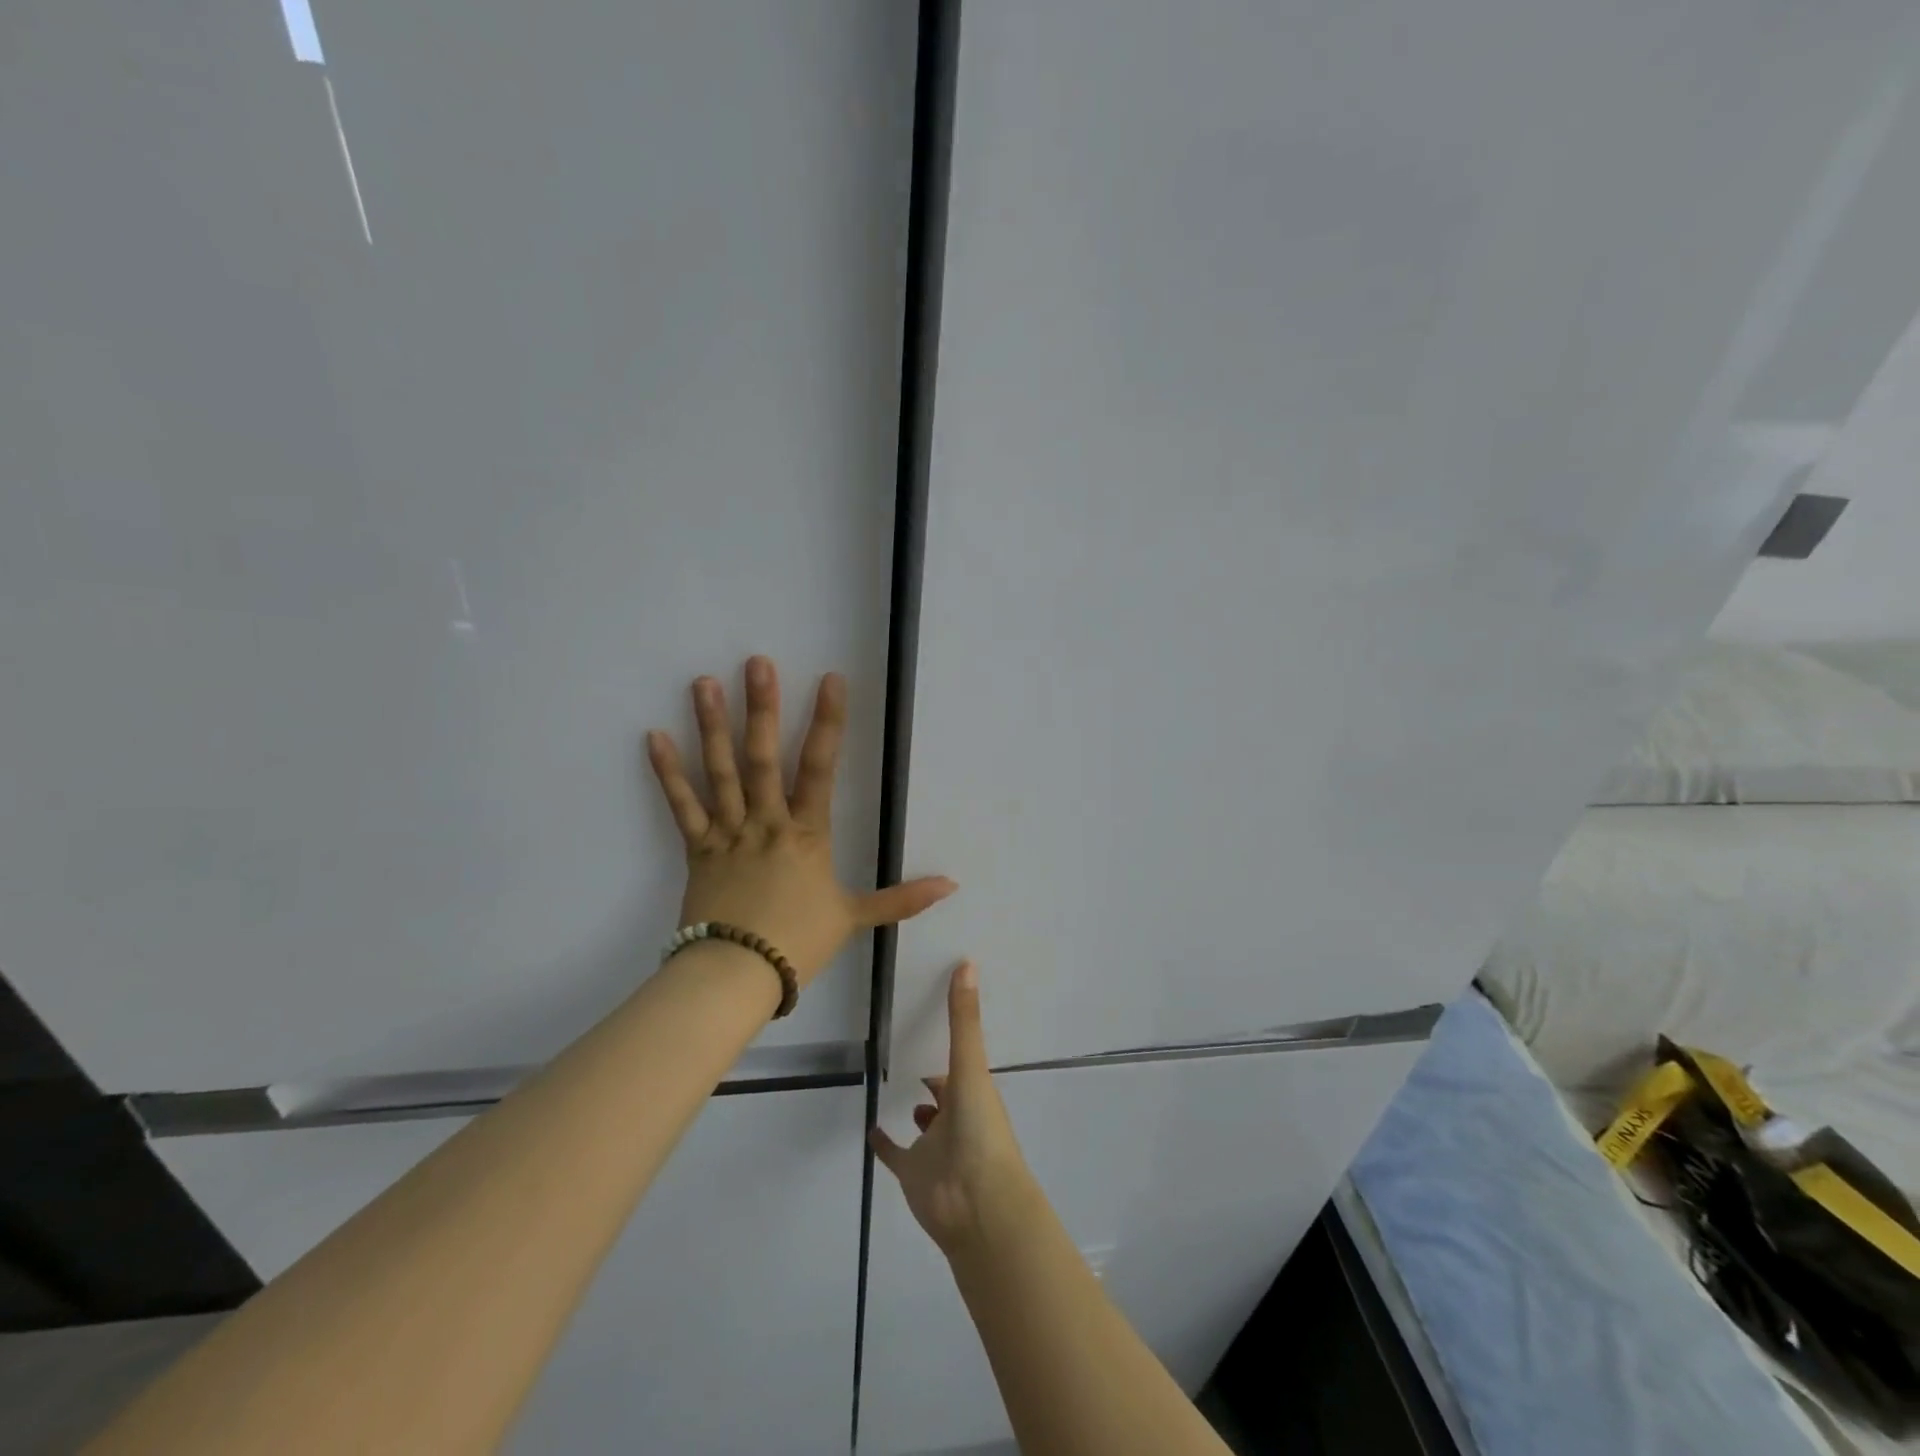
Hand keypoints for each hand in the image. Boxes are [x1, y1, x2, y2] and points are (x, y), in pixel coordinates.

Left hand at [646, 656, 954, 986]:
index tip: (830, 680)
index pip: (820, 768)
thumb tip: (951, 884)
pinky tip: (655, 736)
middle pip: (763, 758)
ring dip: (712, 726)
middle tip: (756, 663)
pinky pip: (682, 806)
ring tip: (703, 682)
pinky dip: (668, 773)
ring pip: (720, 772)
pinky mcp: (697, 849)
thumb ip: (901, 898)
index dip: (827, 721)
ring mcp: (728, 833)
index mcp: (807, 834)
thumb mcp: (855, 918)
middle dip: (762, 708)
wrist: (738, 975)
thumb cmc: (799, 943)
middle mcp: (766, 822)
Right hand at [871, 962, 1037, 1256]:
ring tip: (897, 1083)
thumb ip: (963, 1019)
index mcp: (973, 1092)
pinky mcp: (913, 1173)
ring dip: (919, 1111)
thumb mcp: (970, 1067)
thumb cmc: (980, 1130)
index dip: (950, 1047)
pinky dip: (884, 1143)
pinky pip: (895, 1154)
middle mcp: (957, 1116)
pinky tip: (870, 1127)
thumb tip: (968, 962)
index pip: (960, 1064)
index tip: (932, 1021)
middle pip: (944, 1092)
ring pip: (926, 1125)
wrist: (977, 1205)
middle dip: (934, 1077)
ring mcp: (935, 1147)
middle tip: (910, 1049)